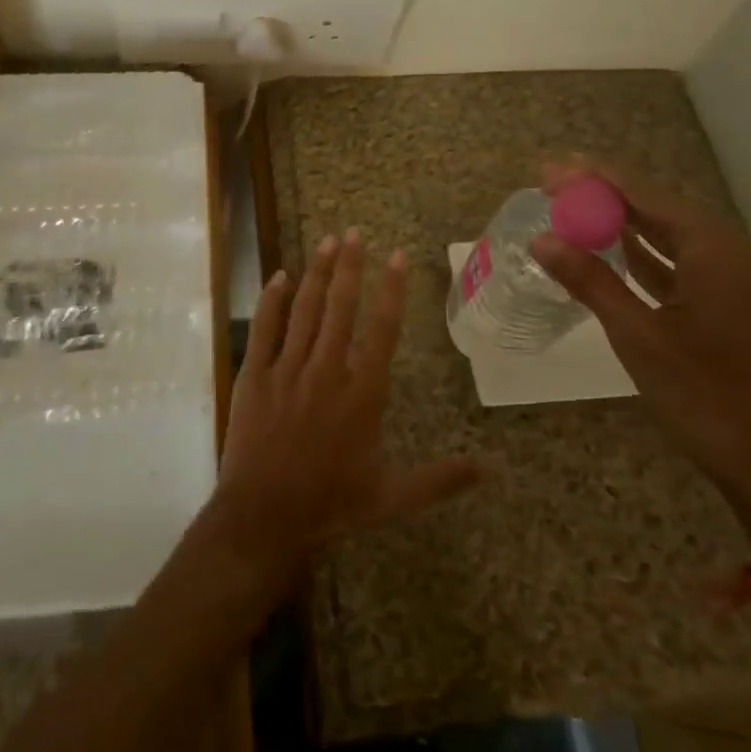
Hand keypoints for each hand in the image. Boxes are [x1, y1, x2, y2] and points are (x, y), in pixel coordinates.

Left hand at [213, 229, 485, 583]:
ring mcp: (288, 370)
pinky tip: (280, 276)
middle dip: (351, 266)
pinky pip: (264, 328)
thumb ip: (443, 478)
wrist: (265, 520)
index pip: (381, 329)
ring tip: (328, 241)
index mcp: (362, 393)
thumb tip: (495, 469)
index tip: (397, 255)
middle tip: (355, 231)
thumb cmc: (332, 506)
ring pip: (305, 310)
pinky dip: (272, 300)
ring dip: (318, 273)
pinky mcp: (255, 375)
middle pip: (341, 307)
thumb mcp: (394, 496)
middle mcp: (326, 371)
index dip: (391, 289)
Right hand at [531, 162, 750, 571]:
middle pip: (657, 206)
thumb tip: (542, 240)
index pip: (644, 192)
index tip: (548, 170)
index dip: (593, 177)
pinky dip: (641, 254)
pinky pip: (677, 262)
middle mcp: (729, 251)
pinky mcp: (728, 304)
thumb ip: (590, 280)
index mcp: (715, 248)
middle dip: (604, 195)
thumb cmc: (707, 395)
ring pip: (667, 234)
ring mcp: (732, 279)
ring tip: (571, 209)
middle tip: (552, 186)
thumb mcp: (638, 335)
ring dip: (620, 223)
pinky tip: (609, 251)